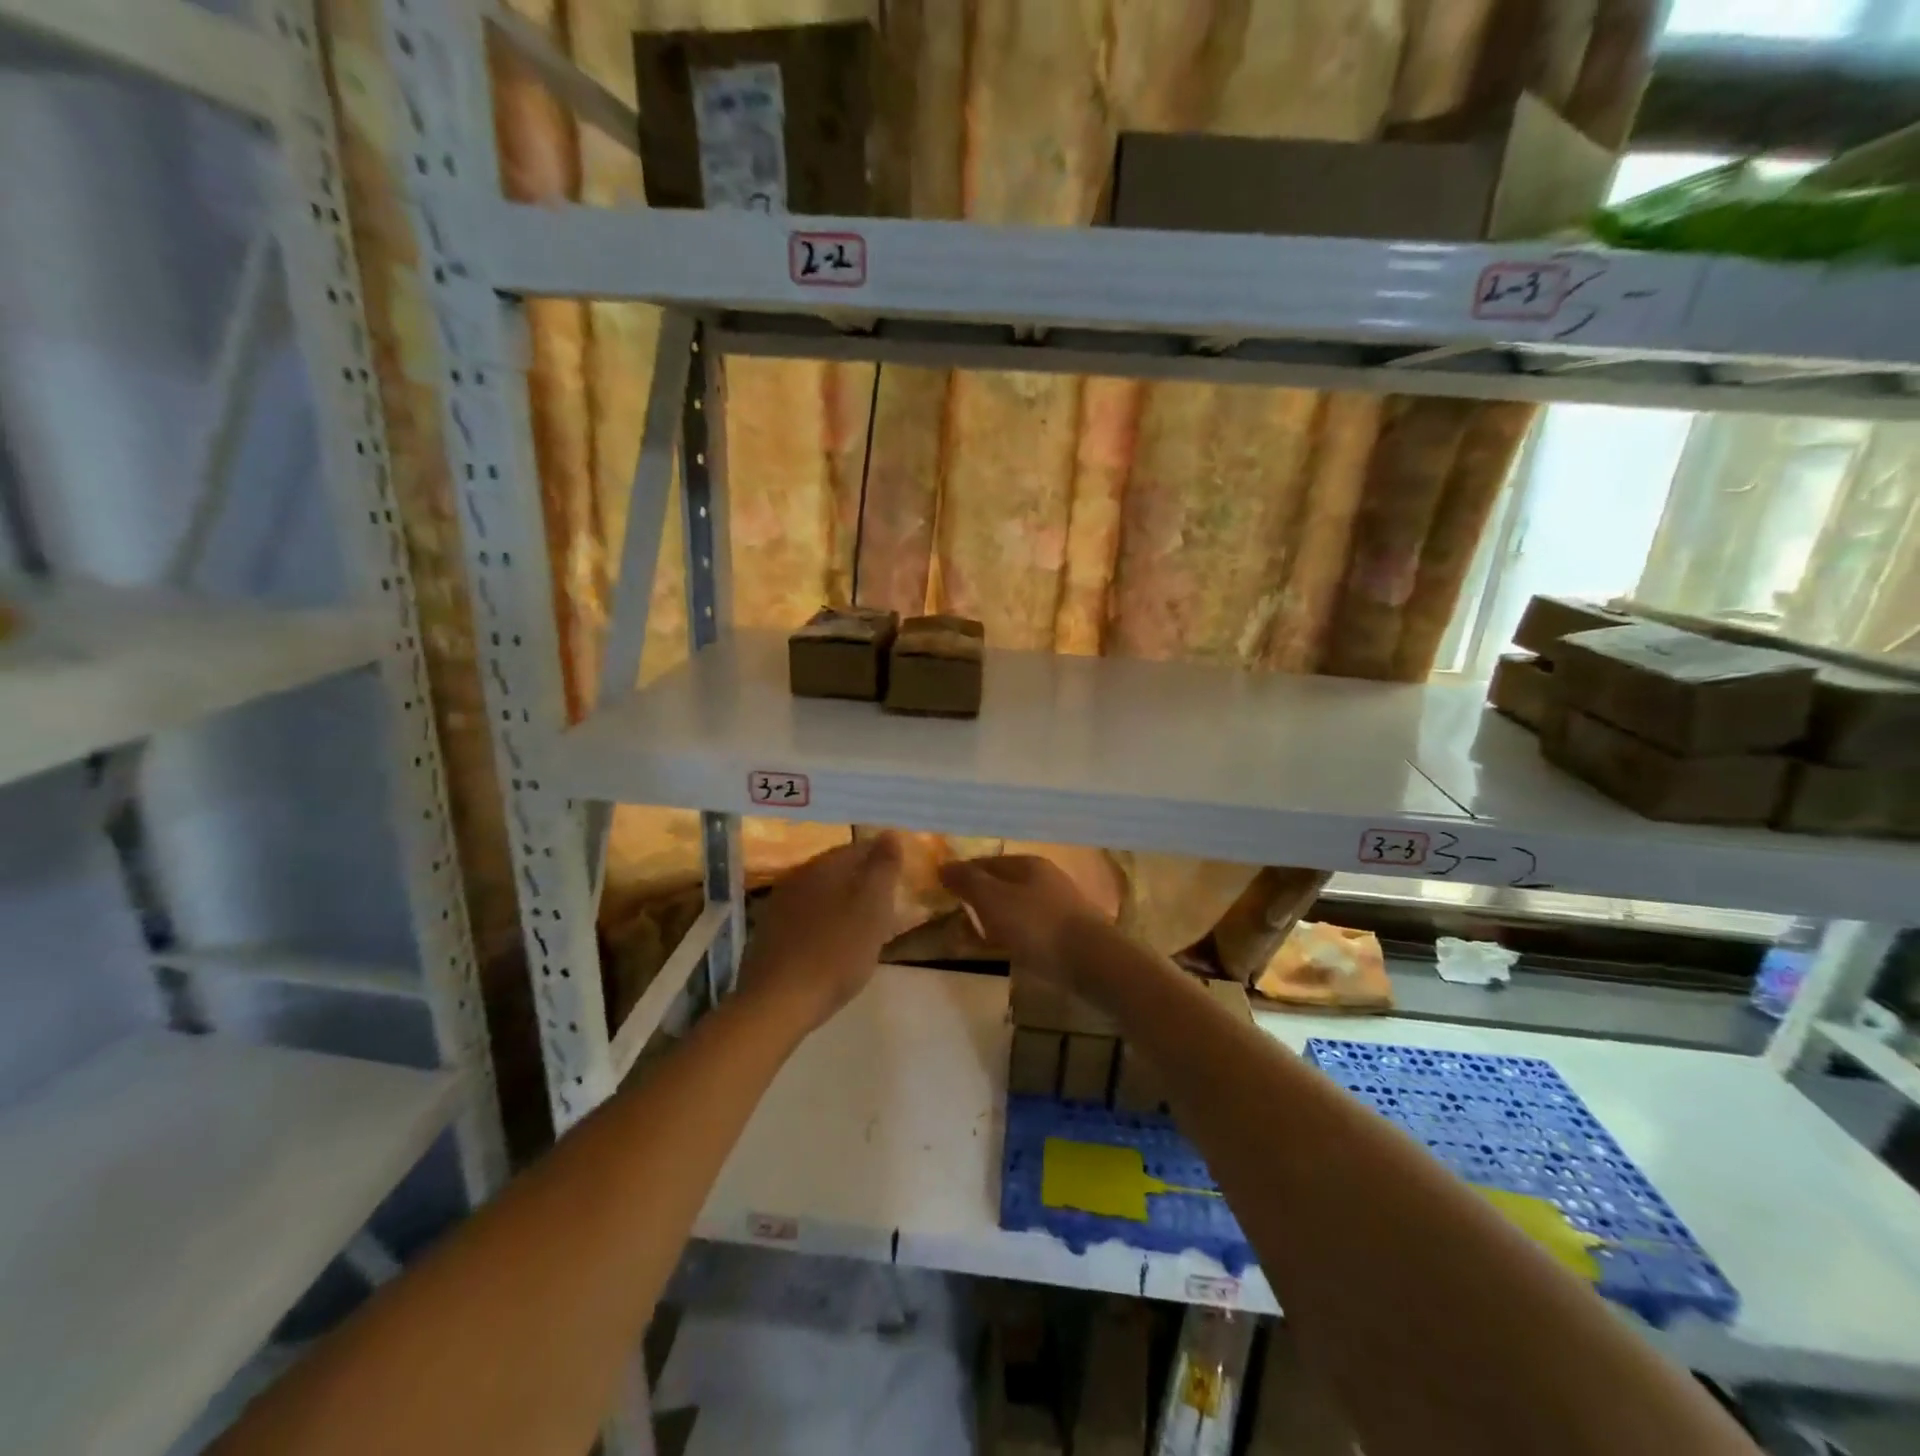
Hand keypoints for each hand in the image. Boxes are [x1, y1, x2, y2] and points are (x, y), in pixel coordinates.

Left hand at [737, 833, 903, 1035]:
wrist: (778, 1003)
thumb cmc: (835, 952)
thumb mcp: (873, 908)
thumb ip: (883, 868)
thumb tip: (889, 834)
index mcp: (822, 866)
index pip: (858, 848)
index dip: (882, 858)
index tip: (900, 876)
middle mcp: (796, 877)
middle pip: (837, 870)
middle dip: (862, 880)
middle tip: (887, 900)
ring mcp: (778, 906)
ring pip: (820, 893)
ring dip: (842, 902)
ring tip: (864, 924)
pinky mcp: (768, 935)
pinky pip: (805, 917)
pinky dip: (824, 923)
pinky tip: (833, 943)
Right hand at [938, 854, 1113, 994]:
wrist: (1091, 961)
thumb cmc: (1037, 925)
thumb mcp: (993, 900)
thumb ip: (968, 881)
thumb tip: (943, 866)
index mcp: (1027, 863)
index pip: (985, 862)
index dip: (962, 874)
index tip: (942, 891)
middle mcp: (1046, 877)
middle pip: (1003, 882)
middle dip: (980, 896)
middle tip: (957, 914)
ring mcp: (1060, 904)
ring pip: (1018, 905)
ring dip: (997, 916)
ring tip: (978, 935)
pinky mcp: (1068, 931)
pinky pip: (1031, 926)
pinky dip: (1014, 932)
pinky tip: (1008, 947)